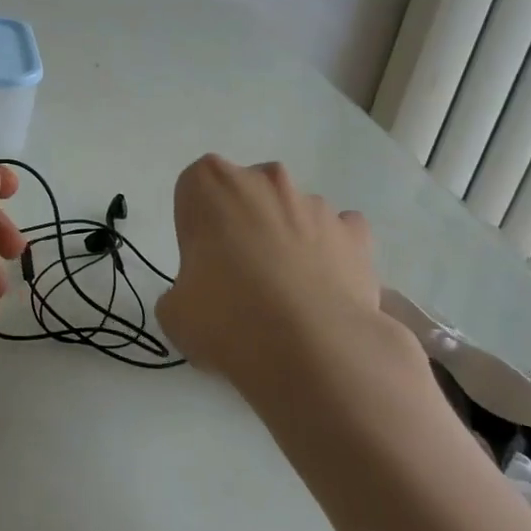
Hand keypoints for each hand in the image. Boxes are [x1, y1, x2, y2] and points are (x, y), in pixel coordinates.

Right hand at [155, 155, 427, 403]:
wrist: (311, 350)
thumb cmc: (226, 317)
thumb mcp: (174, 312)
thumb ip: (182, 290)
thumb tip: (199, 299)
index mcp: (210, 185)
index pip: (195, 189)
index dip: (197, 225)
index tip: (201, 261)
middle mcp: (264, 180)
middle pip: (246, 193)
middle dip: (242, 224)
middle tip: (239, 277)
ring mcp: (314, 204)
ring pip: (292, 213)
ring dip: (286, 239)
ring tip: (286, 295)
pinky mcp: (356, 234)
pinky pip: (339, 233)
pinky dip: (331, 252)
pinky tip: (323, 289)